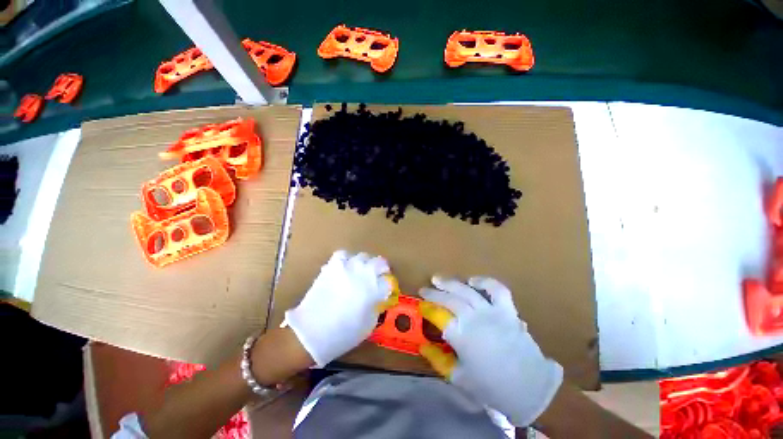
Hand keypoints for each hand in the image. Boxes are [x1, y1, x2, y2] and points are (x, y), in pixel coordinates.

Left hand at [283, 250, 392, 366]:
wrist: (311, 331)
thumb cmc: (343, 334)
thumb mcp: (368, 325)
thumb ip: (377, 307)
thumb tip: (378, 298)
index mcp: (375, 290)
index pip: (389, 281)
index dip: (388, 286)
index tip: (385, 291)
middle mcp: (364, 274)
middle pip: (380, 262)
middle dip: (382, 270)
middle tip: (377, 278)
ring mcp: (348, 267)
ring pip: (363, 256)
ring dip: (365, 264)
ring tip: (361, 272)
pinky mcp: (332, 265)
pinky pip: (343, 254)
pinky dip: (346, 259)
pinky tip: (345, 267)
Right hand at [418, 276, 562, 426]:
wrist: (530, 387)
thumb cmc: (491, 386)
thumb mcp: (459, 378)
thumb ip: (438, 361)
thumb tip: (423, 346)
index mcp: (461, 336)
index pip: (437, 316)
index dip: (426, 308)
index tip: (420, 305)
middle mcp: (473, 318)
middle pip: (449, 299)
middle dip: (433, 293)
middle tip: (424, 289)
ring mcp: (491, 311)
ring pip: (466, 290)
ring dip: (450, 283)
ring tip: (439, 279)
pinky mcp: (507, 310)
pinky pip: (496, 289)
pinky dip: (484, 282)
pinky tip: (472, 281)